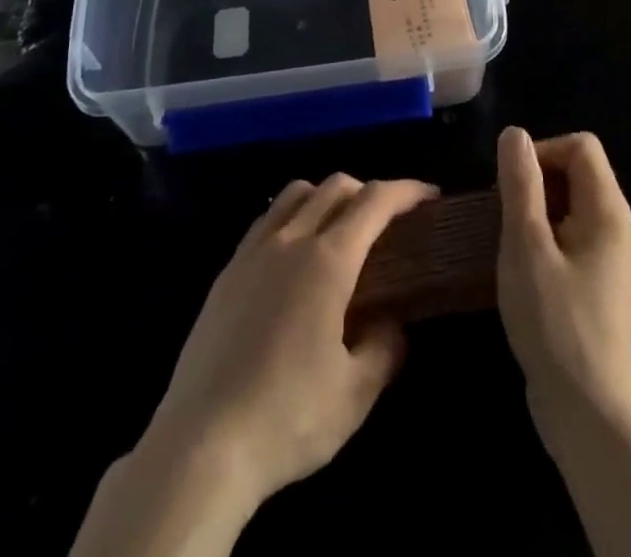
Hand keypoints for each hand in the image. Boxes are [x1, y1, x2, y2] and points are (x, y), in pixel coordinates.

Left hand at [139, 174, 436, 513]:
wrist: (201, 444)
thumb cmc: (287, 418)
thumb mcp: (355, 395)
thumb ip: (383, 349)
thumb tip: (392, 325)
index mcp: (327, 261)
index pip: (374, 201)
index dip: (406, 191)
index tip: (429, 196)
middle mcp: (290, 240)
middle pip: (335, 186)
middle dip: (369, 190)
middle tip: (389, 220)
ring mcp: (252, 252)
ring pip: (295, 194)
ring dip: (326, 196)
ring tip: (340, 229)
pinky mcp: (226, 272)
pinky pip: (266, 220)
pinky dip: (292, 216)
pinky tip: (294, 256)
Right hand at [496, 128, 630, 437]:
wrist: (588, 413)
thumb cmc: (555, 322)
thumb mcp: (527, 245)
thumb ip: (520, 184)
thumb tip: (515, 133)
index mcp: (607, 209)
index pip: (580, 146)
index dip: (542, 151)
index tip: (510, 184)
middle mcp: (614, 225)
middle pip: (576, 170)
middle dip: (534, 180)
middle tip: (502, 213)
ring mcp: (607, 256)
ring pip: (568, 204)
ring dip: (533, 210)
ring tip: (505, 238)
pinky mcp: (595, 282)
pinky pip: (568, 234)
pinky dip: (542, 236)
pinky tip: (519, 265)